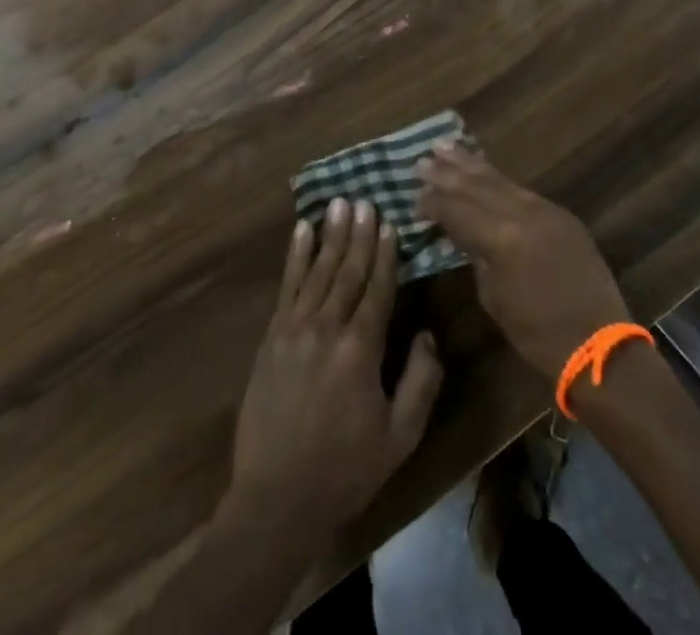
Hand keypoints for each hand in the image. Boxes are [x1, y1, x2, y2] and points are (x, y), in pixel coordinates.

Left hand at [226, 198, 442, 536]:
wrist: (277, 499)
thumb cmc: (346, 469)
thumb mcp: (400, 436)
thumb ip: (421, 381)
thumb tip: (428, 335)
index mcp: (361, 348)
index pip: (378, 288)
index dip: (386, 254)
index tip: (390, 222)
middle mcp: (328, 327)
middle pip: (348, 270)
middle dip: (359, 233)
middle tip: (365, 200)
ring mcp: (294, 328)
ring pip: (318, 270)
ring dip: (330, 235)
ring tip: (339, 203)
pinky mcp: (272, 337)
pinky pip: (287, 286)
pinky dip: (295, 255)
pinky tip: (301, 231)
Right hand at [417, 143, 629, 380]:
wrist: (597, 343)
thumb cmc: (536, 333)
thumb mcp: (494, 297)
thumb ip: (476, 255)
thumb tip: (461, 234)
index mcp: (501, 238)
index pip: (457, 210)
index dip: (433, 203)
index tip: (414, 196)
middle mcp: (522, 213)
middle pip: (476, 186)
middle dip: (447, 173)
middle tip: (421, 161)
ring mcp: (545, 209)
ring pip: (500, 180)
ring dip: (470, 164)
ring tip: (446, 146)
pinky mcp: (560, 213)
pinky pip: (521, 189)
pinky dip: (497, 178)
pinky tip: (483, 169)